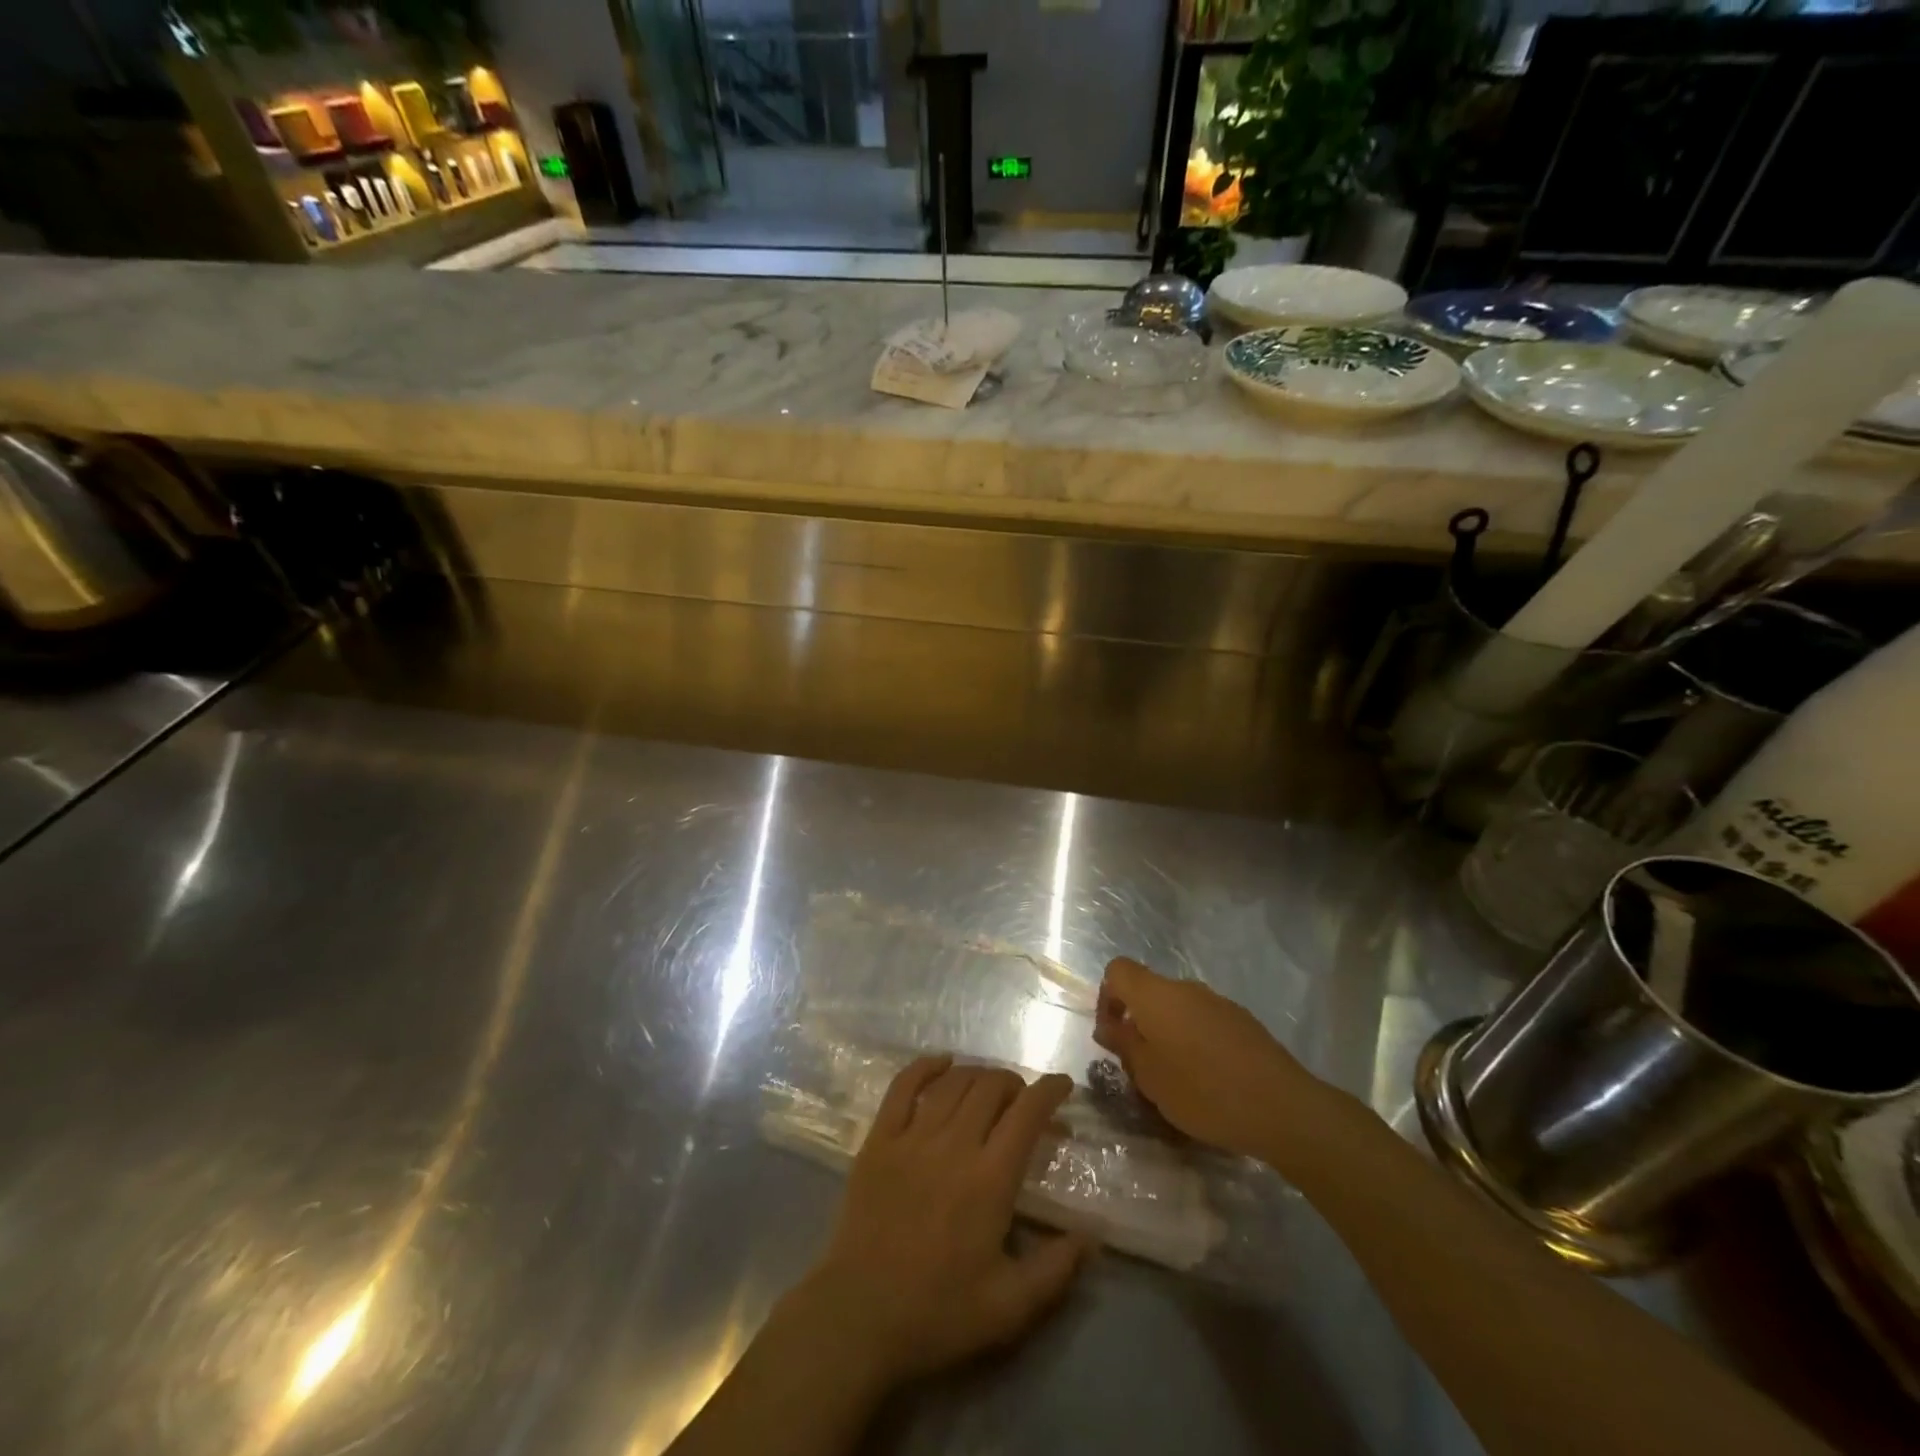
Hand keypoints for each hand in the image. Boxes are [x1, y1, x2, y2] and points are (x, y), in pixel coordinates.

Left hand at [787, 1057, 1086, 1388]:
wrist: (858, 1318)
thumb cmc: (937, 1314)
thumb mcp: (1009, 1307)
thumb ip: (1056, 1268)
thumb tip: (1093, 1235)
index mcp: (990, 1179)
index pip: (1027, 1113)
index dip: (1050, 1091)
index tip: (1063, 1085)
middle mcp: (953, 1144)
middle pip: (990, 1087)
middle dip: (1015, 1083)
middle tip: (1024, 1099)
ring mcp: (912, 1137)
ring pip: (953, 1082)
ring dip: (979, 1074)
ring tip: (990, 1086)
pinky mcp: (878, 1139)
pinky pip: (903, 1086)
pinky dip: (925, 1066)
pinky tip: (942, 1062)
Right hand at [1094, 956, 1339, 1165]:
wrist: (1281, 1107)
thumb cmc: (1203, 1091)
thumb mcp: (1150, 1076)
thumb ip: (1124, 1045)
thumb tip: (1108, 1025)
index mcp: (1156, 995)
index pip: (1118, 970)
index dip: (1107, 996)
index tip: (1113, 1033)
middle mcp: (1186, 988)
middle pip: (1149, 991)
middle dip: (1138, 1021)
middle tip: (1141, 1066)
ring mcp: (1218, 1002)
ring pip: (1177, 1008)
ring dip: (1167, 1033)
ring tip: (1175, 1078)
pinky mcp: (1242, 1021)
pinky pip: (1204, 1021)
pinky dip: (1195, 1041)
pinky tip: (1209, 1079)